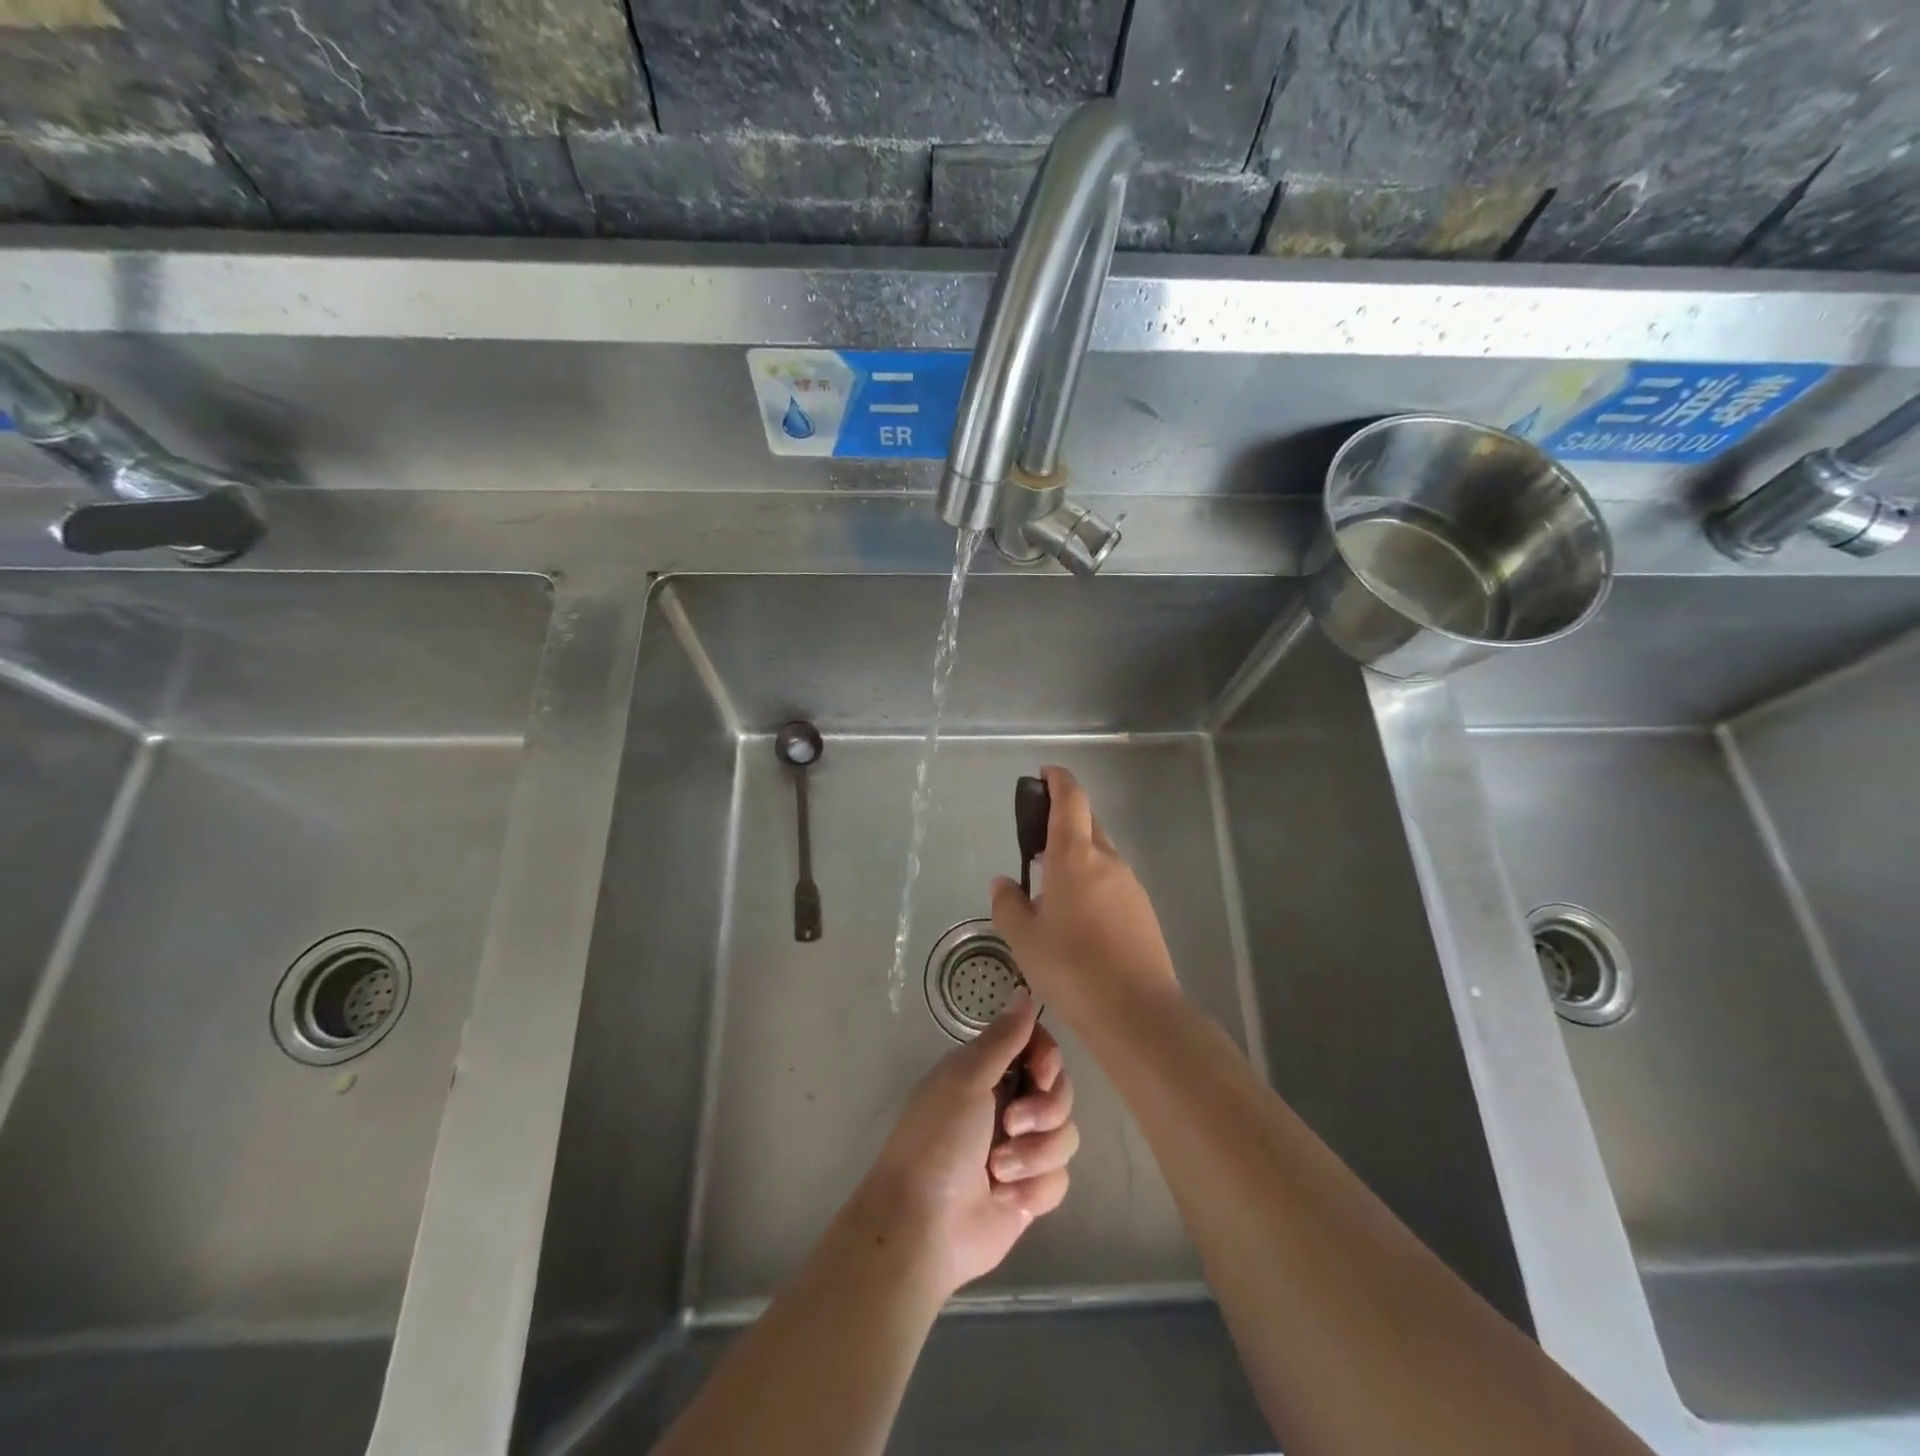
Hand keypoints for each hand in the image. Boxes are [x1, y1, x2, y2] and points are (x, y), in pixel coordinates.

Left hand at [854, 993, 1076, 1298]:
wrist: (923, 1227)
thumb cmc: (938, 1141)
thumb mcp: (965, 1079)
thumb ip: (1003, 1038)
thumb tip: (1025, 992)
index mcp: (987, 1073)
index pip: (1037, 1047)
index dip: (1048, 1058)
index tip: (1042, 1072)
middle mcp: (1007, 1105)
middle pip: (1060, 1091)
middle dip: (1044, 1111)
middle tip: (1011, 1126)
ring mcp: (1021, 1150)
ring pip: (1065, 1136)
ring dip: (1034, 1154)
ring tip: (998, 1171)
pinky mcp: (1030, 1191)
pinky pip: (1059, 1179)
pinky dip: (1033, 1188)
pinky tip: (1006, 1198)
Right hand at [990, 765, 1180, 1025]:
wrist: (1137, 1013)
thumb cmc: (1072, 968)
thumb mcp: (1024, 939)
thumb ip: (1008, 905)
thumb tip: (1004, 883)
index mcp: (1075, 856)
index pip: (1071, 798)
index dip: (1058, 779)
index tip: (1043, 774)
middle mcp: (1107, 861)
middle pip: (1087, 823)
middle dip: (1062, 821)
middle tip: (1034, 843)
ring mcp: (1130, 885)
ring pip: (1100, 855)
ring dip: (1076, 857)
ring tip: (1050, 890)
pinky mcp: (1143, 911)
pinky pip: (1112, 882)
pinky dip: (1092, 883)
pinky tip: (1077, 920)